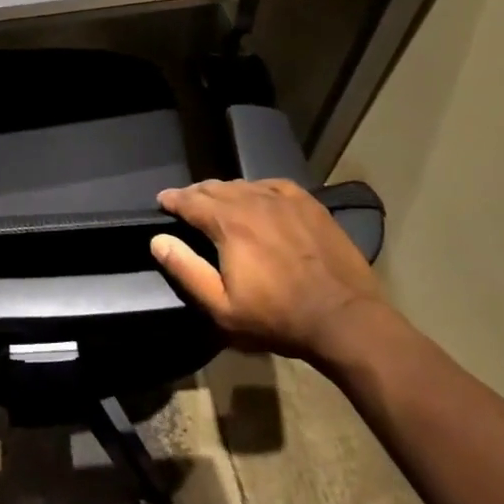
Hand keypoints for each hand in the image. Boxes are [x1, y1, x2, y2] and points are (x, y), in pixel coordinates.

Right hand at [151, 179, 385, 360]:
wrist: (345, 318)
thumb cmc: (278, 318)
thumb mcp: (222, 307)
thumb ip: (186, 270)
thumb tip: (158, 240)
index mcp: (228, 223)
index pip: (190, 201)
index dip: (172, 199)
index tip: (162, 200)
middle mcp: (252, 201)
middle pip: (215, 187)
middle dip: (195, 194)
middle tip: (186, 203)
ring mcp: (284, 199)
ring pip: (243, 184)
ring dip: (224, 191)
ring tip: (218, 202)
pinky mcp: (308, 204)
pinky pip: (272, 185)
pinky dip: (255, 189)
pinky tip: (256, 198)